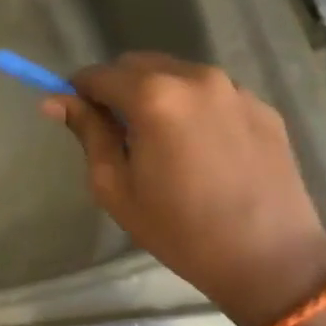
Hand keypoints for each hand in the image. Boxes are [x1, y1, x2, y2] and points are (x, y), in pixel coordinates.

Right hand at [43, 53, 325, 325]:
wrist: (271, 260)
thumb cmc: (180, 229)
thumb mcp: (116, 186)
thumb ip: (88, 133)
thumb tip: (54, 100)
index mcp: (154, 96)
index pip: (99, 74)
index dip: (80, 91)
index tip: (75, 115)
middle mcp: (196, 77)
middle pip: (138, 64)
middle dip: (118, 88)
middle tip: (117, 132)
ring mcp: (234, 89)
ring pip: (177, 74)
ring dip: (157, 94)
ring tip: (162, 141)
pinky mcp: (262, 106)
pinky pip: (212, 93)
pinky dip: (194, 106)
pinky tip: (201, 148)